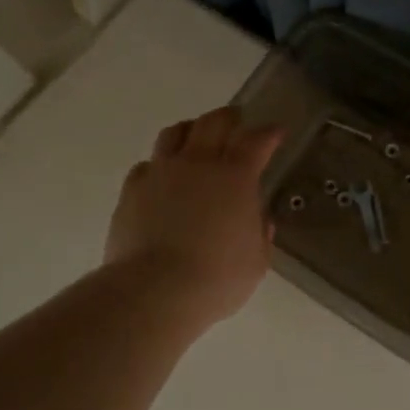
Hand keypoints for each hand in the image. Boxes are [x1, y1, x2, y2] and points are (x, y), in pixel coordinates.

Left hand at [106, 106, 283, 326]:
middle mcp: (198, 163)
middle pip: (214, 122)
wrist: (154, 291)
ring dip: (191, 130)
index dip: (269, 133)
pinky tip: (162, 178)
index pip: (257, 140)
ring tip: (196, 137)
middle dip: (230, 118)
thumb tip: (260, 219)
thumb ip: (260, 234)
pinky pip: (147, 165)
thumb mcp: (256, 262)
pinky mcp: (132, 190)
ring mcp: (161, 172)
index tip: (277, 132)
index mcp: (235, 176)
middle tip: (237, 120)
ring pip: (175, 133)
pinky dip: (159, 165)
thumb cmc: (217, 279)